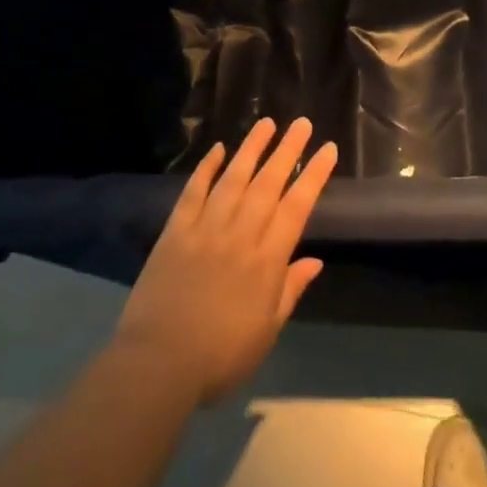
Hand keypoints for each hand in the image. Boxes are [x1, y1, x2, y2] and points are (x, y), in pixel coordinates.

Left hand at [114, 117, 337, 405]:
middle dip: (287, 151)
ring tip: (266, 123)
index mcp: (266, 261)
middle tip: (302, 123)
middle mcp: (240, 235)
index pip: (296, 207)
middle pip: (268, 184)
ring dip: (251, 149)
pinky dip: (206, 169)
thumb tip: (315, 261)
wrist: (159, 363)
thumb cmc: (220, 356)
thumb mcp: (266, 331)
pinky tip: (217, 149)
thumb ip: (289, 291)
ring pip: (233, 179)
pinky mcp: (175, 232)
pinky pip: (193, 192)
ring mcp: (205, 229)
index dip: (314, 176)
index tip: (327, 149)